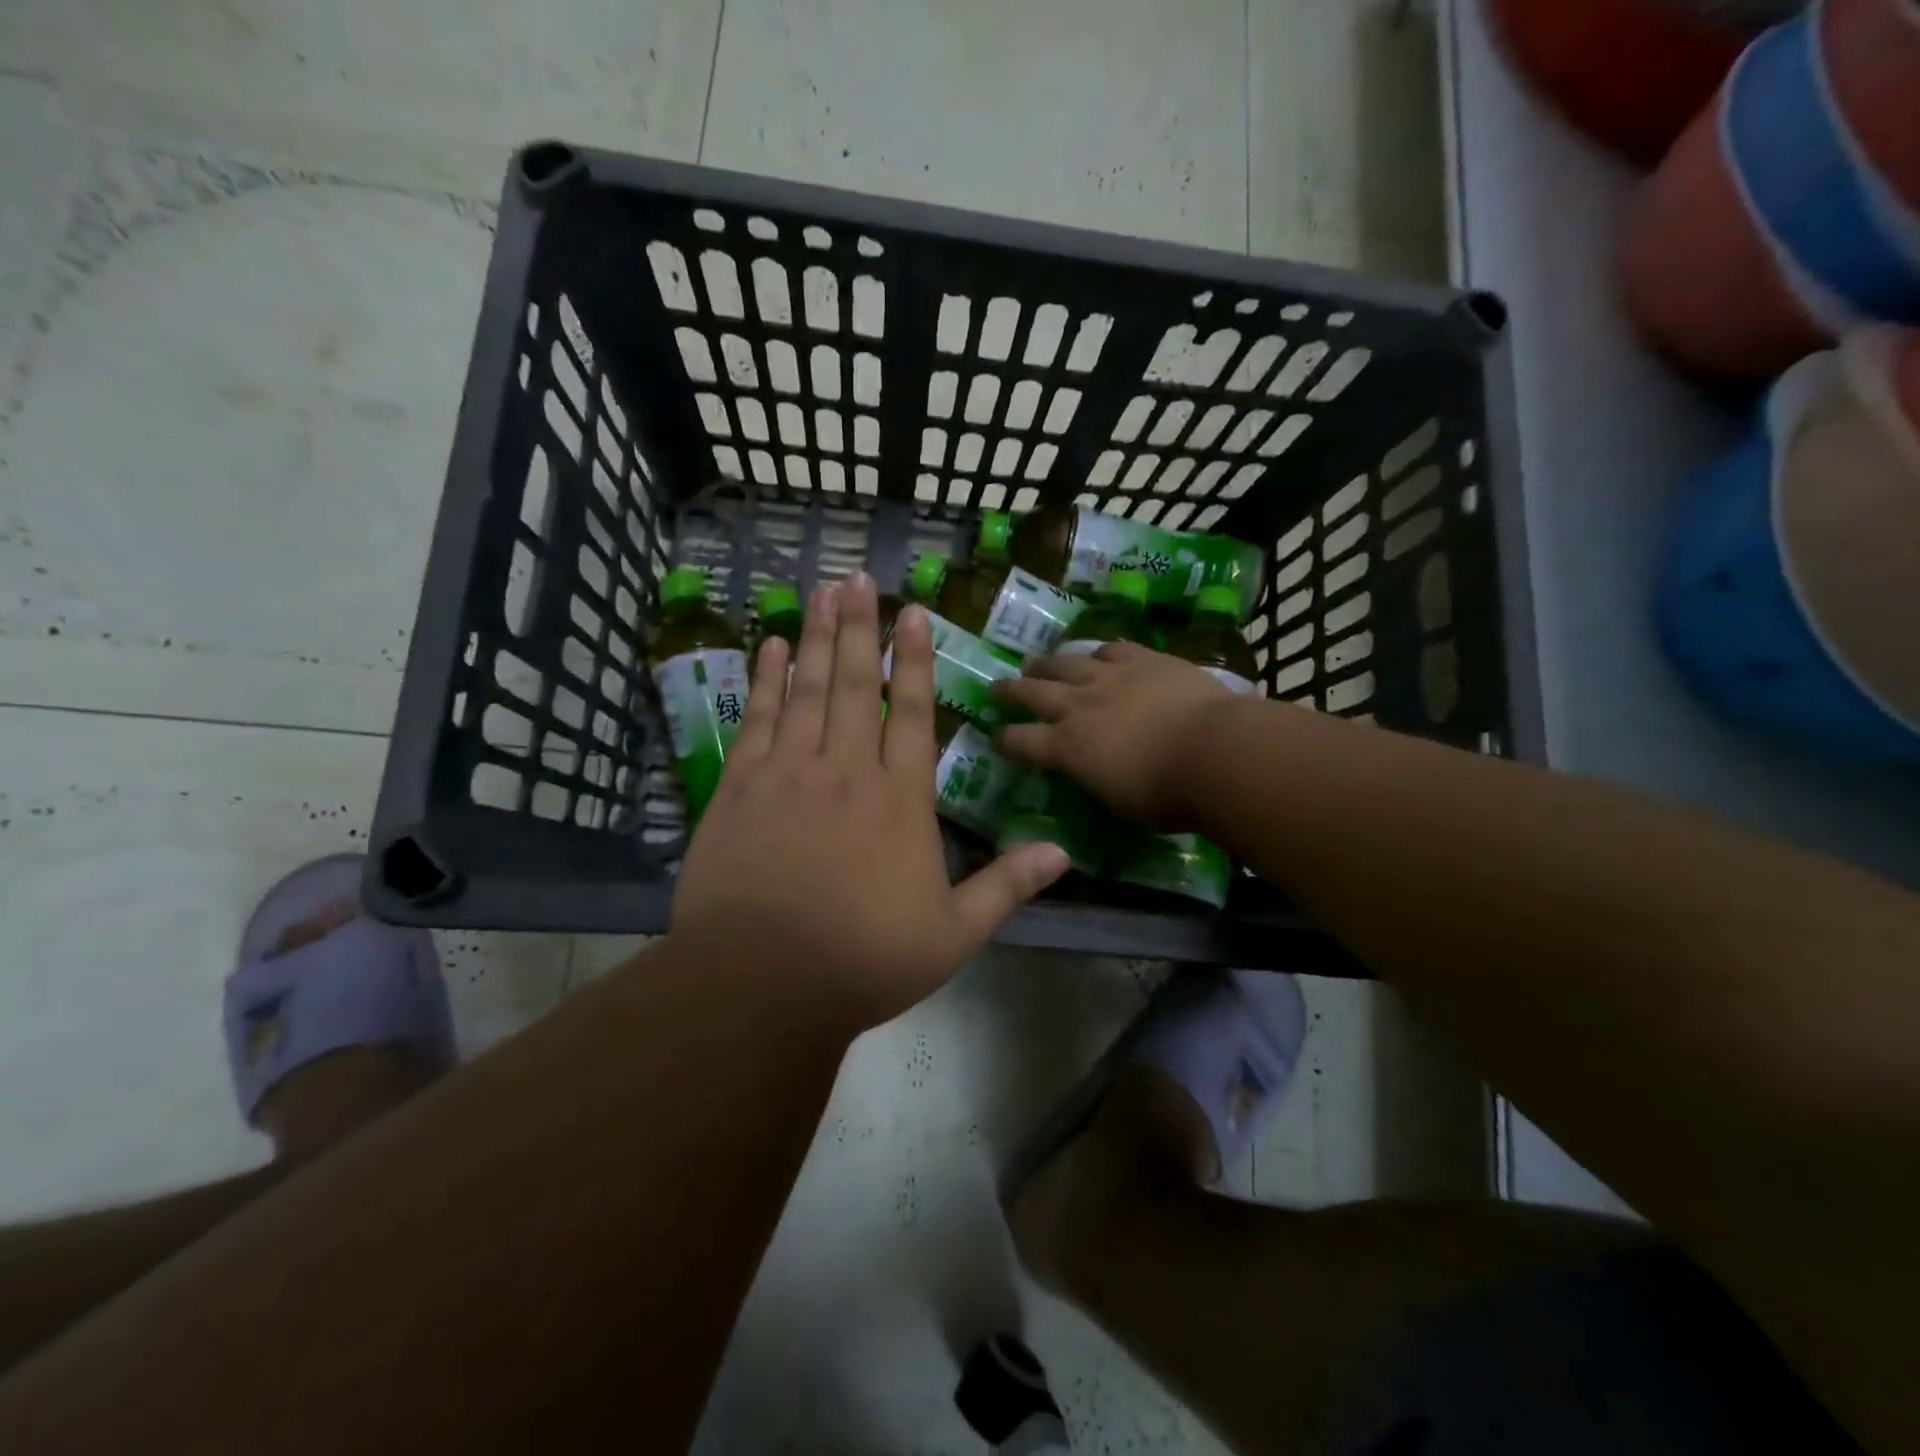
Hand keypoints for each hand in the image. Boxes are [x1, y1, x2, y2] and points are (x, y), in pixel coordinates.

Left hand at [671, 572, 1070, 1031]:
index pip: (913, 712)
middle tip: (858, 578)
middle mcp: (846, 770)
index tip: (913, 613)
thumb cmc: (865, 959)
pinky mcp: (739, 789)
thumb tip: (1064, 853)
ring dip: (813, 637)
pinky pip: (755, 720)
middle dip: (859, 627)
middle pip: (855, 683)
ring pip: (805, 689)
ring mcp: (788, 774)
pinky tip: (767, 647)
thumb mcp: (953, 933)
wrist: (761, 983)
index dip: (915, 659)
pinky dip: (762, 680)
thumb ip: (1008, 886)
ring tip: (819, 592)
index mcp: (900, 798)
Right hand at [992, 641, 1233, 828]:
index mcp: (1067, 748)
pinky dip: (1100, 653)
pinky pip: (1112, 648)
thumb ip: (1099, 781)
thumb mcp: (1120, 802)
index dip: (1005, 740)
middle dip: (1010, 690)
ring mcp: (1110, 677)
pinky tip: (1099, 654)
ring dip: (1047, 664)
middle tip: (996, 687)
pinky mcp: (1144, 659)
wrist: (1214, 751)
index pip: (1021, 742)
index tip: (996, 737)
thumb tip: (1096, 772)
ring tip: (1036, 663)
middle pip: (1032, 692)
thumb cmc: (1167, 795)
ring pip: (1066, 663)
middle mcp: (1079, 706)